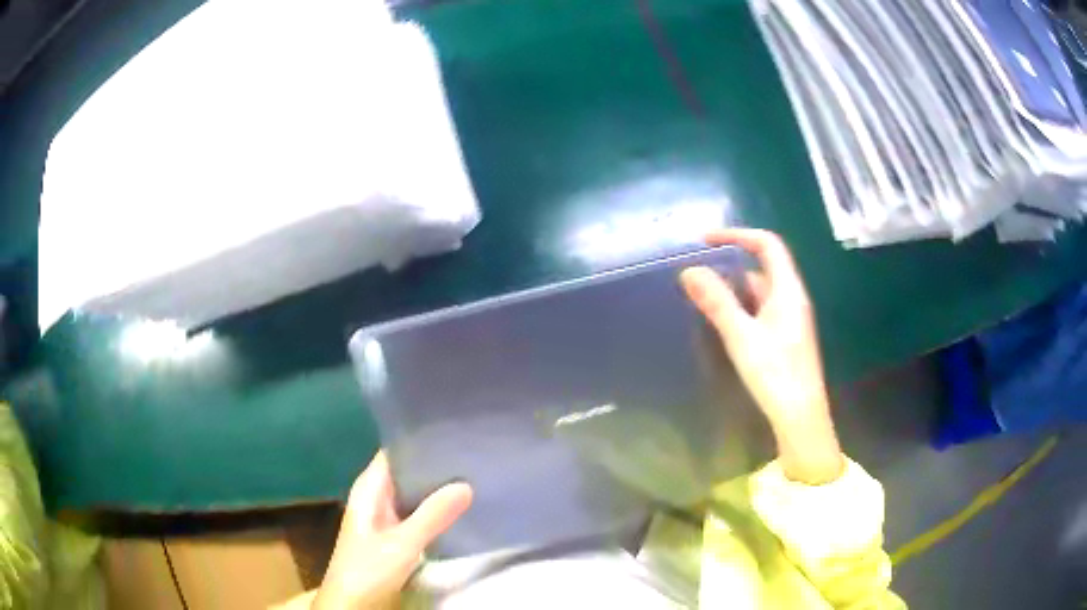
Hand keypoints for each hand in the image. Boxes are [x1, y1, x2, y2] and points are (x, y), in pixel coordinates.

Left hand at [311, 452, 472, 609]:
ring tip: (475, 475)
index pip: (395, 452)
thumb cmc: (367, 569)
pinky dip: (437, 510)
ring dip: (438, 489)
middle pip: (408, 471)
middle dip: (436, 465)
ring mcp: (387, 518)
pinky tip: (462, 507)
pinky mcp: (397, 536)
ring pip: (415, 494)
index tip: (454, 432)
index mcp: (370, 489)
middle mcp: (377, 497)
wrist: (353, 604)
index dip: (420, 440)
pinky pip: (419, 514)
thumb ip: (432, 515)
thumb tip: (466, 484)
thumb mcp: (401, 543)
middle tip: (474, 453)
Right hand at [680, 228, 843, 484]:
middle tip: (696, 271)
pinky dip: (740, 308)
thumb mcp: (742, 337)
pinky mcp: (784, 339)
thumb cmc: (776, 375)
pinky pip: (759, 311)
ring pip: (759, 292)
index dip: (738, 235)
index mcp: (788, 291)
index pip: (768, 245)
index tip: (706, 240)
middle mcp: (791, 299)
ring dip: (733, 288)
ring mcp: (789, 320)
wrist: (800, 418)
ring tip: (701, 295)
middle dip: (730, 264)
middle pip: (762, 267)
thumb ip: (717, 302)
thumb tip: (690, 270)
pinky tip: (721, 323)